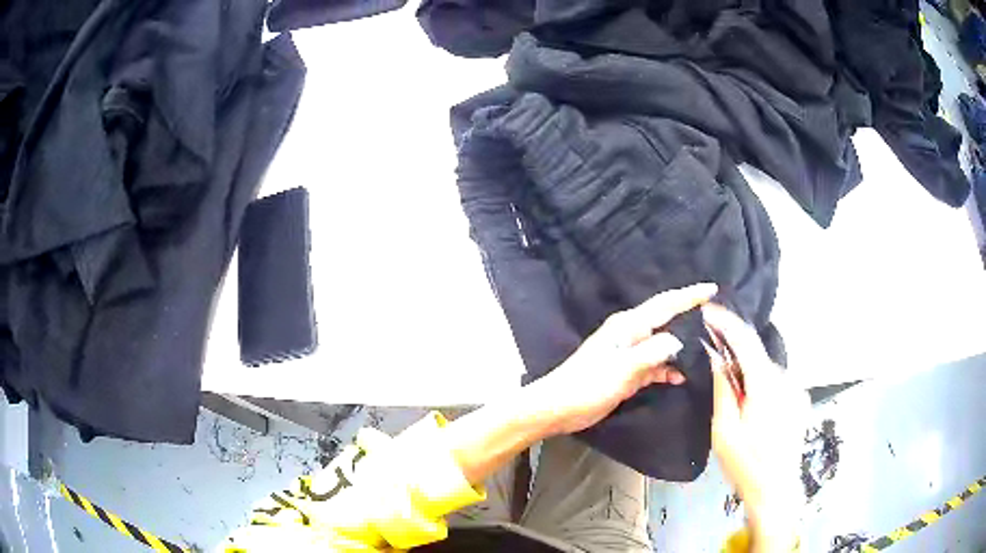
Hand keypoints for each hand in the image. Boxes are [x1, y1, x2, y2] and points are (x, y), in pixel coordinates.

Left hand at [528, 283, 717, 435]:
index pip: (665, 304)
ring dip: (681, 347)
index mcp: (629, 325)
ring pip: (662, 344)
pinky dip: (667, 370)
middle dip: (690, 316)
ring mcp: (629, 354)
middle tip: (716, 317)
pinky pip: (654, 365)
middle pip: (666, 320)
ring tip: (706, 348)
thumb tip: (678, 339)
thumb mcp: (623, 368)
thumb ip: (652, 352)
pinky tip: (680, 378)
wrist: (559, 407)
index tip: (711, 288)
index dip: (689, 295)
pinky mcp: (627, 372)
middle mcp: (631, 334)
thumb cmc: (588, 385)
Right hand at [702, 304, 808, 551]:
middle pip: (757, 354)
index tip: (708, 311)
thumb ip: (722, 390)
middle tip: (712, 353)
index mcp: (766, 386)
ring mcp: (796, 389)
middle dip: (734, 351)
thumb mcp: (724, 431)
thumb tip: (716, 357)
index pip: (746, 341)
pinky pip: (776, 381)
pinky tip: (752, 405)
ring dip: (748, 370)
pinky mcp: (800, 399)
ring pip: (766, 368)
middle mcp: (786, 380)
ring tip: (732, 391)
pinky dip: (760, 382)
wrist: (776, 491)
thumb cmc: (746, 464)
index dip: (726, 322)